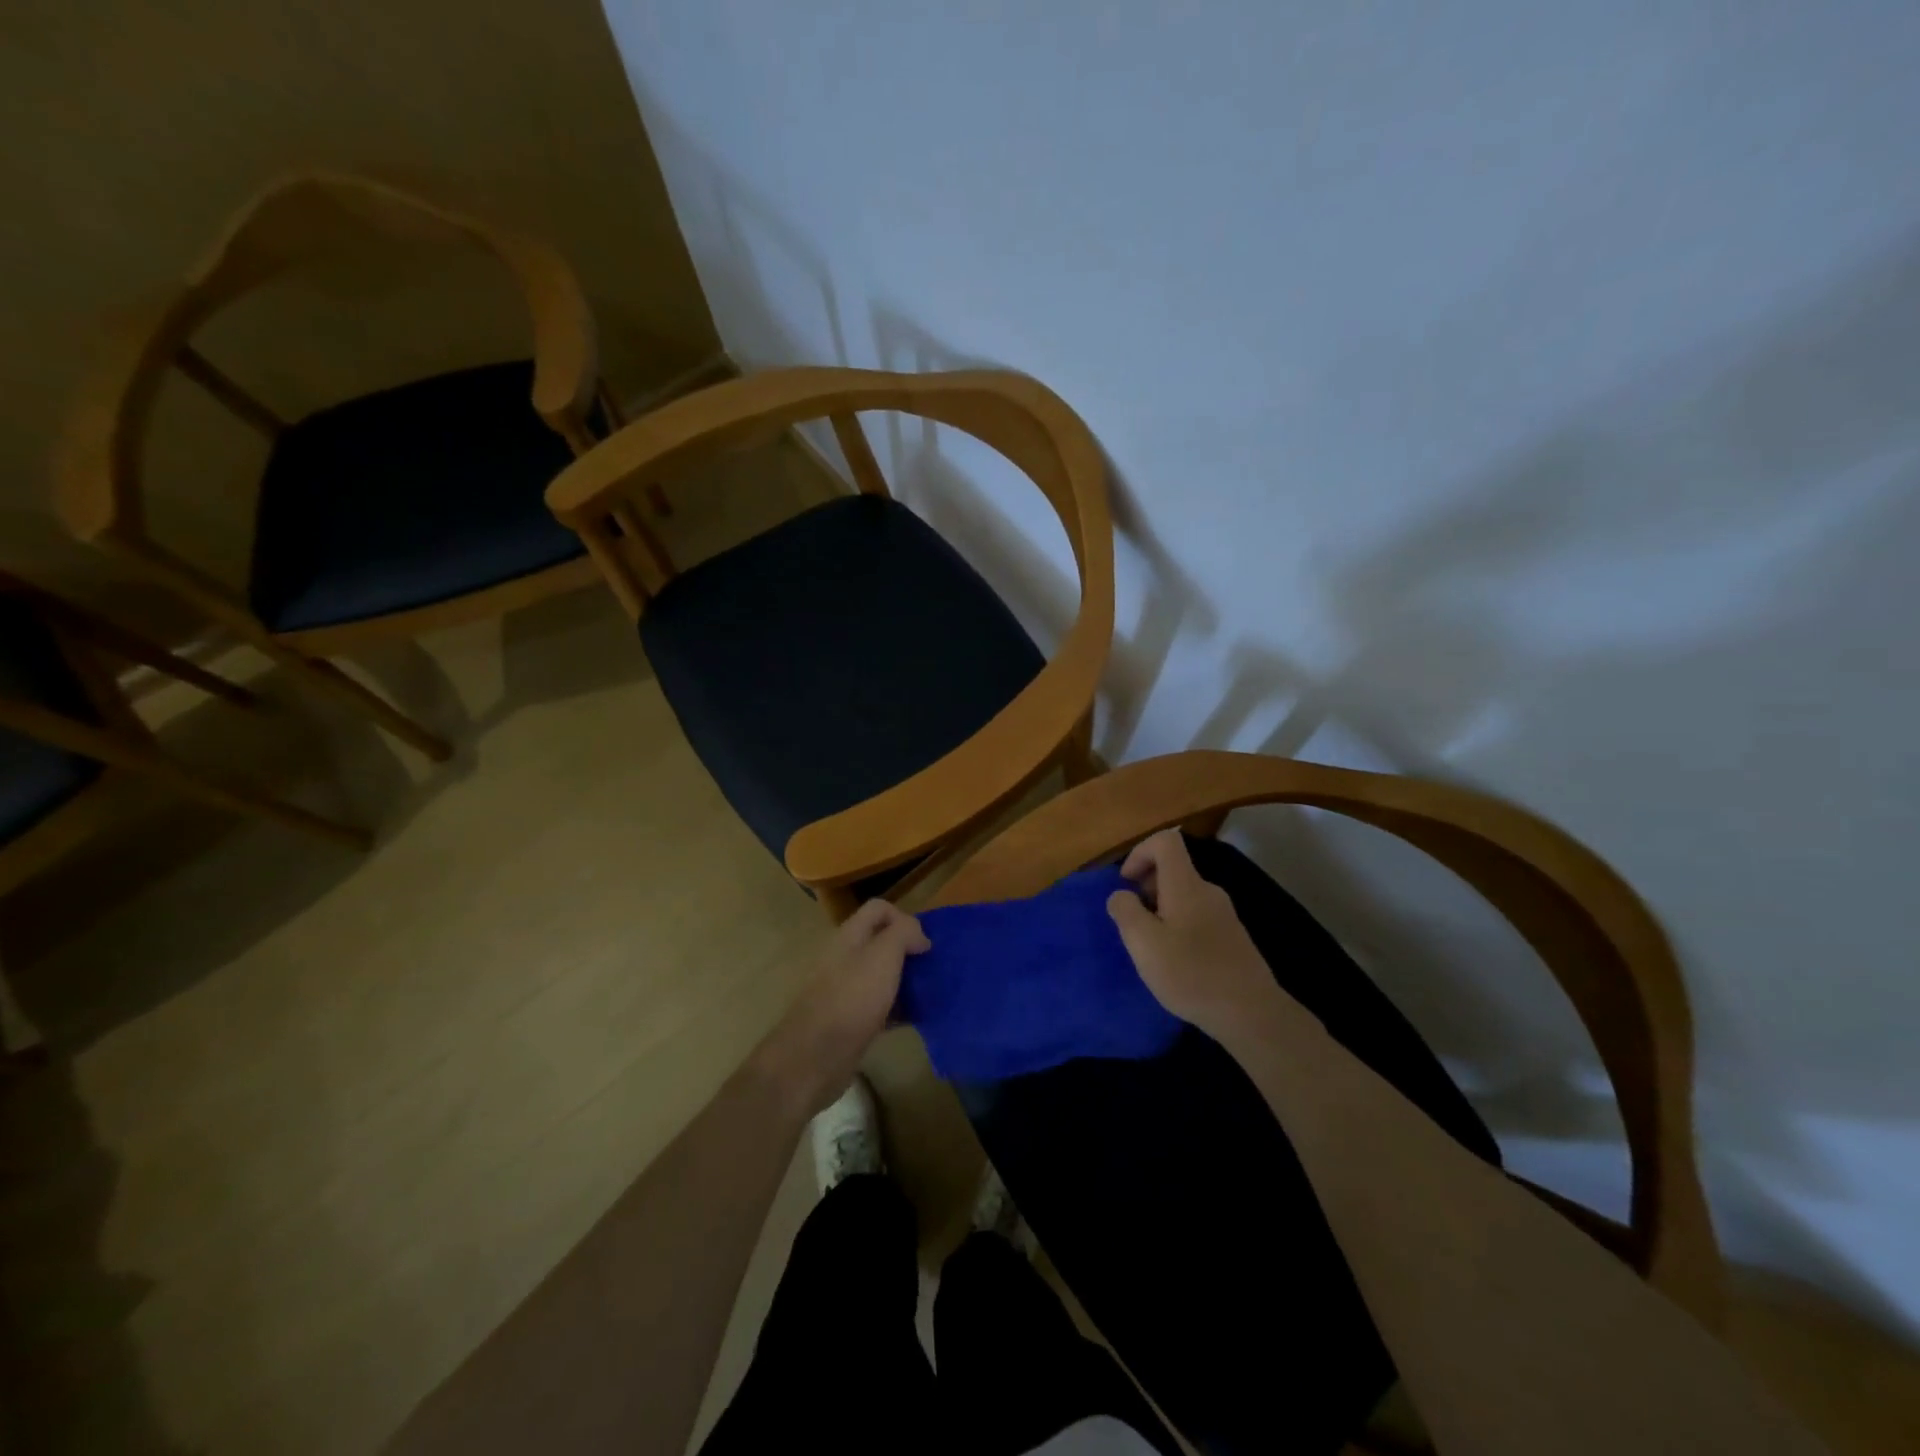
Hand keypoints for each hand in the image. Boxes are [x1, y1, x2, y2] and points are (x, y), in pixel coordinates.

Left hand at [752, 899, 929, 1112]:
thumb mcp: (883, 955)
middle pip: (882, 941)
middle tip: (931, 968)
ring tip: (931, 993)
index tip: (923, 944)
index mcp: (849, 935)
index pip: (879, 908)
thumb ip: (904, 934)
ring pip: (882, 974)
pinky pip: (880, 1005)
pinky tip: (916, 1019)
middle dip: (909, 951)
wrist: (815, 1056)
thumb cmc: (852, 998)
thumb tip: (919, 936)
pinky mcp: (850, 1019)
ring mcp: (846, 989)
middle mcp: (845, 957)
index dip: (904, 918)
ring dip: (906, 980)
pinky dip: (899, 1008)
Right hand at [1106, 831, 1281, 1040]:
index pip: (1166, 841)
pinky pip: (1197, 916)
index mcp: (1186, 885)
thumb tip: (1121, 894)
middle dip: (1146, 886)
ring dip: (1161, 909)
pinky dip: (1178, 926)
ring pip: (1184, 895)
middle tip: (1133, 921)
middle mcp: (1208, 891)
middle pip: (1174, 869)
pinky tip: (1176, 962)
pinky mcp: (1232, 937)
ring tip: (1152, 946)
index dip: (1140, 852)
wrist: (1251, 1013)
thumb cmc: (1191, 974)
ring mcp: (1224, 914)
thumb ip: (1125, 911)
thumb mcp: (1143, 943)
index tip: (1126, 883)